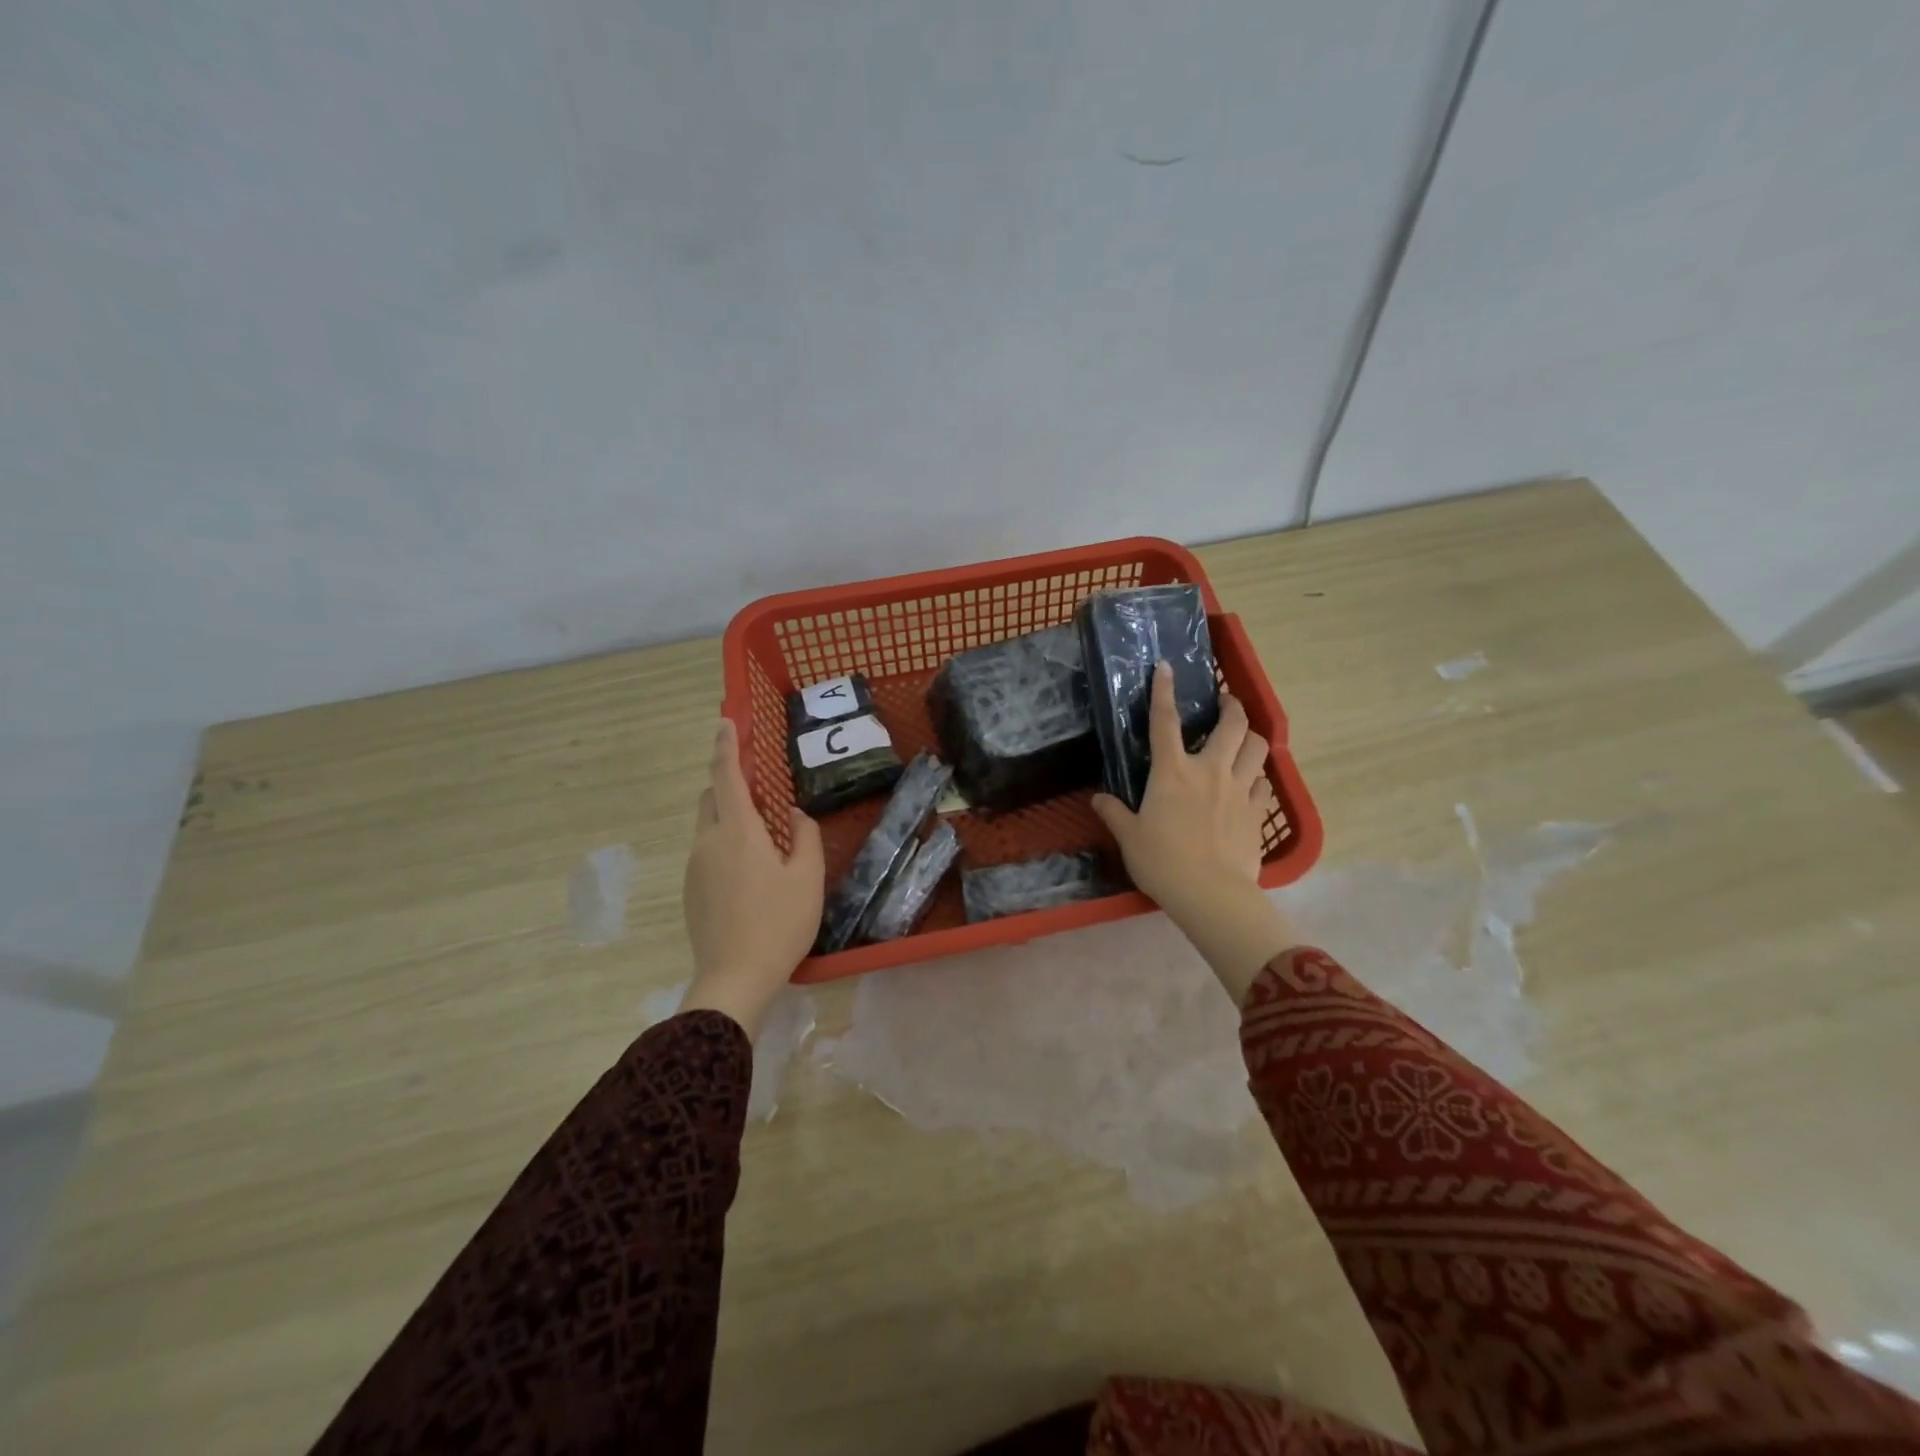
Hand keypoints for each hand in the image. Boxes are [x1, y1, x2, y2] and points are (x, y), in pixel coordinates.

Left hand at [680, 720, 824, 1038]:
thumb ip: (805, 836)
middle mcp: (708, 842)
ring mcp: (694, 868)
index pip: (726, 775)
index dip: (726, 746)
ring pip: (708, 826)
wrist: (734, 978)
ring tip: (762, 838)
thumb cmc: (779, 923)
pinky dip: (724, 845)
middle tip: (760, 790)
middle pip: (711, 798)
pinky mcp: (690, 891)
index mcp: (737, 831)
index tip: (725, 722)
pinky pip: (706, 852)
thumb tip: (792, 815)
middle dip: (729, 784)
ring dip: (728, 817)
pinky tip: (750, 874)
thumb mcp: (807, 878)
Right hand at [1091, 665, 1295, 1002]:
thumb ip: (1114, 813)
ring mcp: (1239, 789)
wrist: (1210, 893)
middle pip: (1232, 724)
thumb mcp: (1130, 837)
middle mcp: (1210, 770)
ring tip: (1242, 742)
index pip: (1165, 721)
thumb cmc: (1162, 861)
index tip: (1167, 667)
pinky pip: (1264, 784)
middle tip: (1226, 702)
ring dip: (1251, 739)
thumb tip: (1098, 799)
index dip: (1164, 691)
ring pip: (1257, 748)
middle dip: (1232, 705)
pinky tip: (1249, 785)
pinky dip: (1257, 778)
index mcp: (1172, 771)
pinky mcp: (1257, 812)